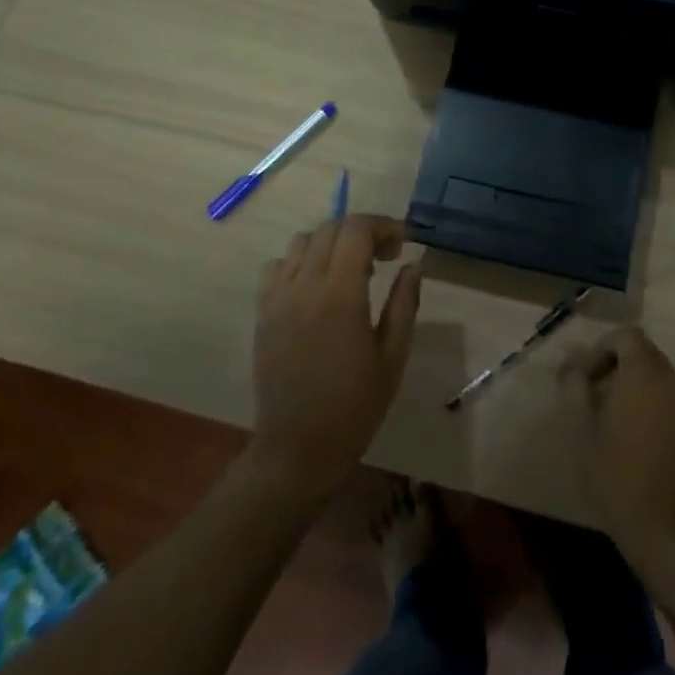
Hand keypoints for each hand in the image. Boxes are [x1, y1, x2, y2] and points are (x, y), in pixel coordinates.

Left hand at [251, 216, 421, 498]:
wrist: (298, 448)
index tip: (403, 243)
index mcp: (340, 295)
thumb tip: (412, 264)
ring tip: (351, 271)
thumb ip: (404, 303)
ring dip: (331, 243)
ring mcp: (277, 298)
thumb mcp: (393, 357)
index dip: (383, 226)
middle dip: (362, 231)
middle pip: (330, 228)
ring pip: (302, 241)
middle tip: (385, 257)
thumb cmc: (355, 406)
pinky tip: (316, 286)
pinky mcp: (262, 312)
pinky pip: (277, 266)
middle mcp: (304, 286)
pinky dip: (301, 261)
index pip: (356, 229)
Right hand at [561, 328, 674, 570]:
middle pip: (643, 352)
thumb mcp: (583, 429)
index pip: (626, 335)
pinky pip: (668, 397)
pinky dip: (648, 401)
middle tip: (590, 394)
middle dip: (615, 363)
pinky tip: (631, 434)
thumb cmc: (616, 474)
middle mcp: (671, 380)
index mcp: (644, 374)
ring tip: (608, 416)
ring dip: (632, 383)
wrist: (666, 528)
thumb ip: (576, 386)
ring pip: (657, 375)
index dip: (601, 348)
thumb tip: (570, 360)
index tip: (583, 377)